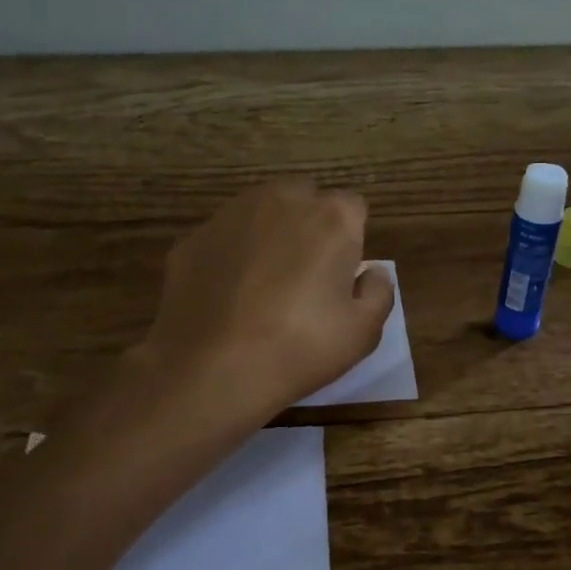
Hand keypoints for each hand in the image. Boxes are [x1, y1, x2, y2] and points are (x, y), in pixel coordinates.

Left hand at [135, 180, 394, 417]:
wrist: (210, 369)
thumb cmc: (299, 348)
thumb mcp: (363, 332)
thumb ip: (379, 292)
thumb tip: (371, 273)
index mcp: (330, 218)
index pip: (352, 208)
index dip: (349, 240)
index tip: (340, 276)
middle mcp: (280, 200)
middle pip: (304, 200)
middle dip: (308, 227)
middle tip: (303, 278)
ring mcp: (229, 215)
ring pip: (259, 213)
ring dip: (267, 236)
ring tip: (261, 287)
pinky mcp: (192, 238)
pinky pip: (223, 239)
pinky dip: (228, 257)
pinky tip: (225, 298)